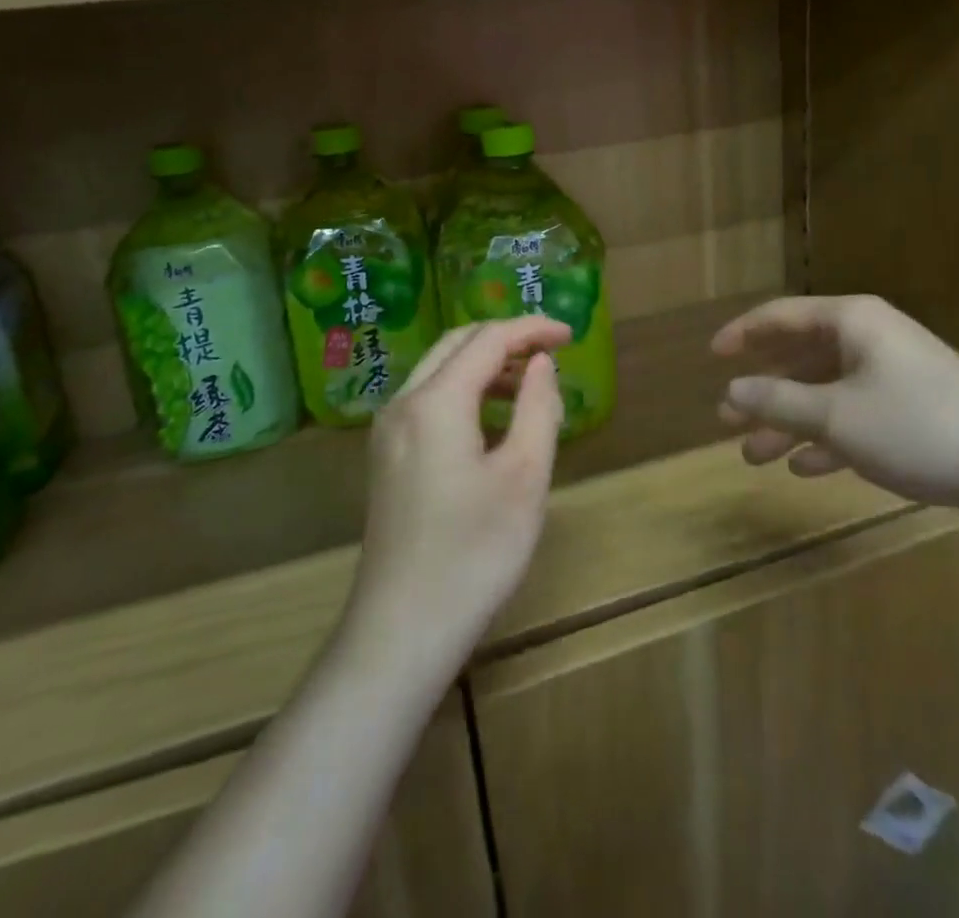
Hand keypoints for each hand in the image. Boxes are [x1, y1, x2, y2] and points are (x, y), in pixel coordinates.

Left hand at [345, 318, 570, 672]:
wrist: (401, 630)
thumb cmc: (474, 553)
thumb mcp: (524, 476)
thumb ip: (538, 407)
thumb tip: (541, 363)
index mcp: (436, 401)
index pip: (488, 339)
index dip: (532, 329)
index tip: (572, 335)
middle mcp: (403, 402)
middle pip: (458, 344)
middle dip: (506, 338)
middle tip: (552, 352)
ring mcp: (388, 431)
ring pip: (440, 370)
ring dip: (486, 365)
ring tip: (530, 385)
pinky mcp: (387, 456)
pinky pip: (429, 399)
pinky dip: (465, 391)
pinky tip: (494, 419)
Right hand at [711, 295, 958, 515]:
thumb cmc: (917, 426)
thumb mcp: (836, 416)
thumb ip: (778, 402)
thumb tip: (730, 390)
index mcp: (851, 322)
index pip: (781, 315)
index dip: (742, 333)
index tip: (711, 355)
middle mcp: (870, 338)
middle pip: (801, 356)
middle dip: (762, 389)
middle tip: (725, 419)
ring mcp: (894, 374)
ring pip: (825, 392)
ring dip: (789, 421)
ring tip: (753, 454)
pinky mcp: (914, 410)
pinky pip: (855, 416)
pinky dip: (827, 437)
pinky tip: (804, 467)